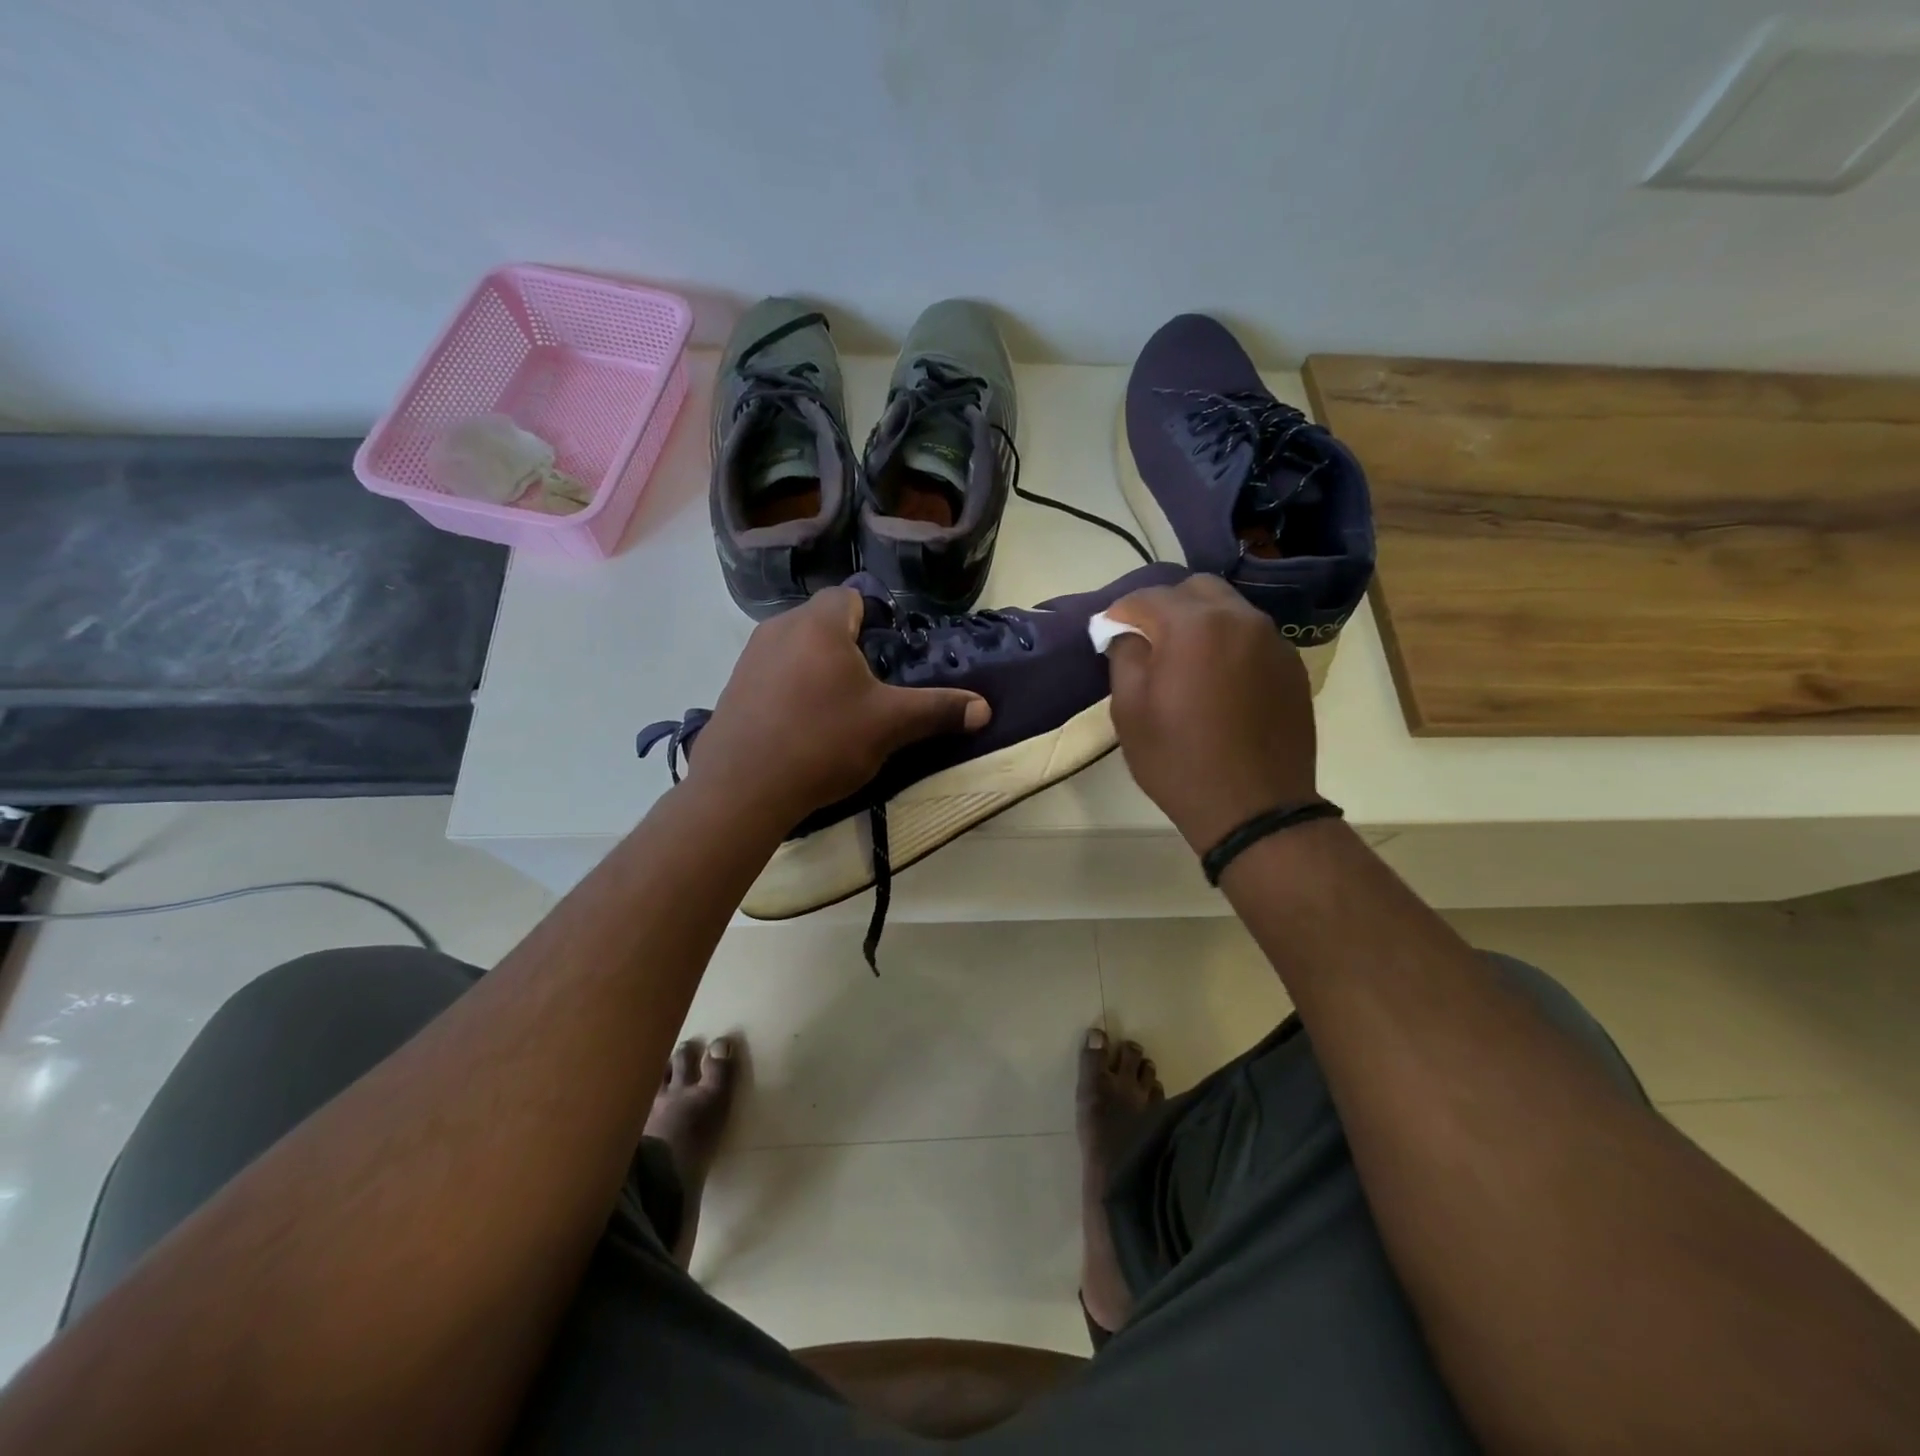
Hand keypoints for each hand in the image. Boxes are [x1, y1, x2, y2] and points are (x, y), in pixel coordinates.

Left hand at [686, 587, 990, 825]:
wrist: (742, 789)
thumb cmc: (822, 742)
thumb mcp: (890, 725)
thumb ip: (938, 710)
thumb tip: (984, 708)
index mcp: (818, 624)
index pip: (850, 596)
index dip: (874, 619)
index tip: (887, 655)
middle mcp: (778, 628)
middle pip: (823, 622)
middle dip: (847, 647)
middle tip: (869, 688)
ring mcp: (749, 658)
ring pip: (795, 649)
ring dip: (817, 669)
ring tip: (836, 711)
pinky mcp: (732, 689)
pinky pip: (772, 675)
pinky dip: (790, 690)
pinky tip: (801, 728)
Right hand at [1105, 575, 1317, 851]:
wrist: (1255, 808)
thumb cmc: (1180, 761)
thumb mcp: (1130, 712)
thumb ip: (1124, 657)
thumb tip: (1128, 634)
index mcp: (1194, 626)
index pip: (1146, 597)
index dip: (1120, 612)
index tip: (1108, 633)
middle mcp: (1240, 619)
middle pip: (1195, 589)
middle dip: (1165, 607)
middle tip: (1147, 641)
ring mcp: (1273, 640)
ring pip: (1228, 609)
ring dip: (1200, 623)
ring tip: (1184, 662)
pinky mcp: (1292, 665)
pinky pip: (1252, 636)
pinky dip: (1228, 644)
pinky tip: (1218, 681)